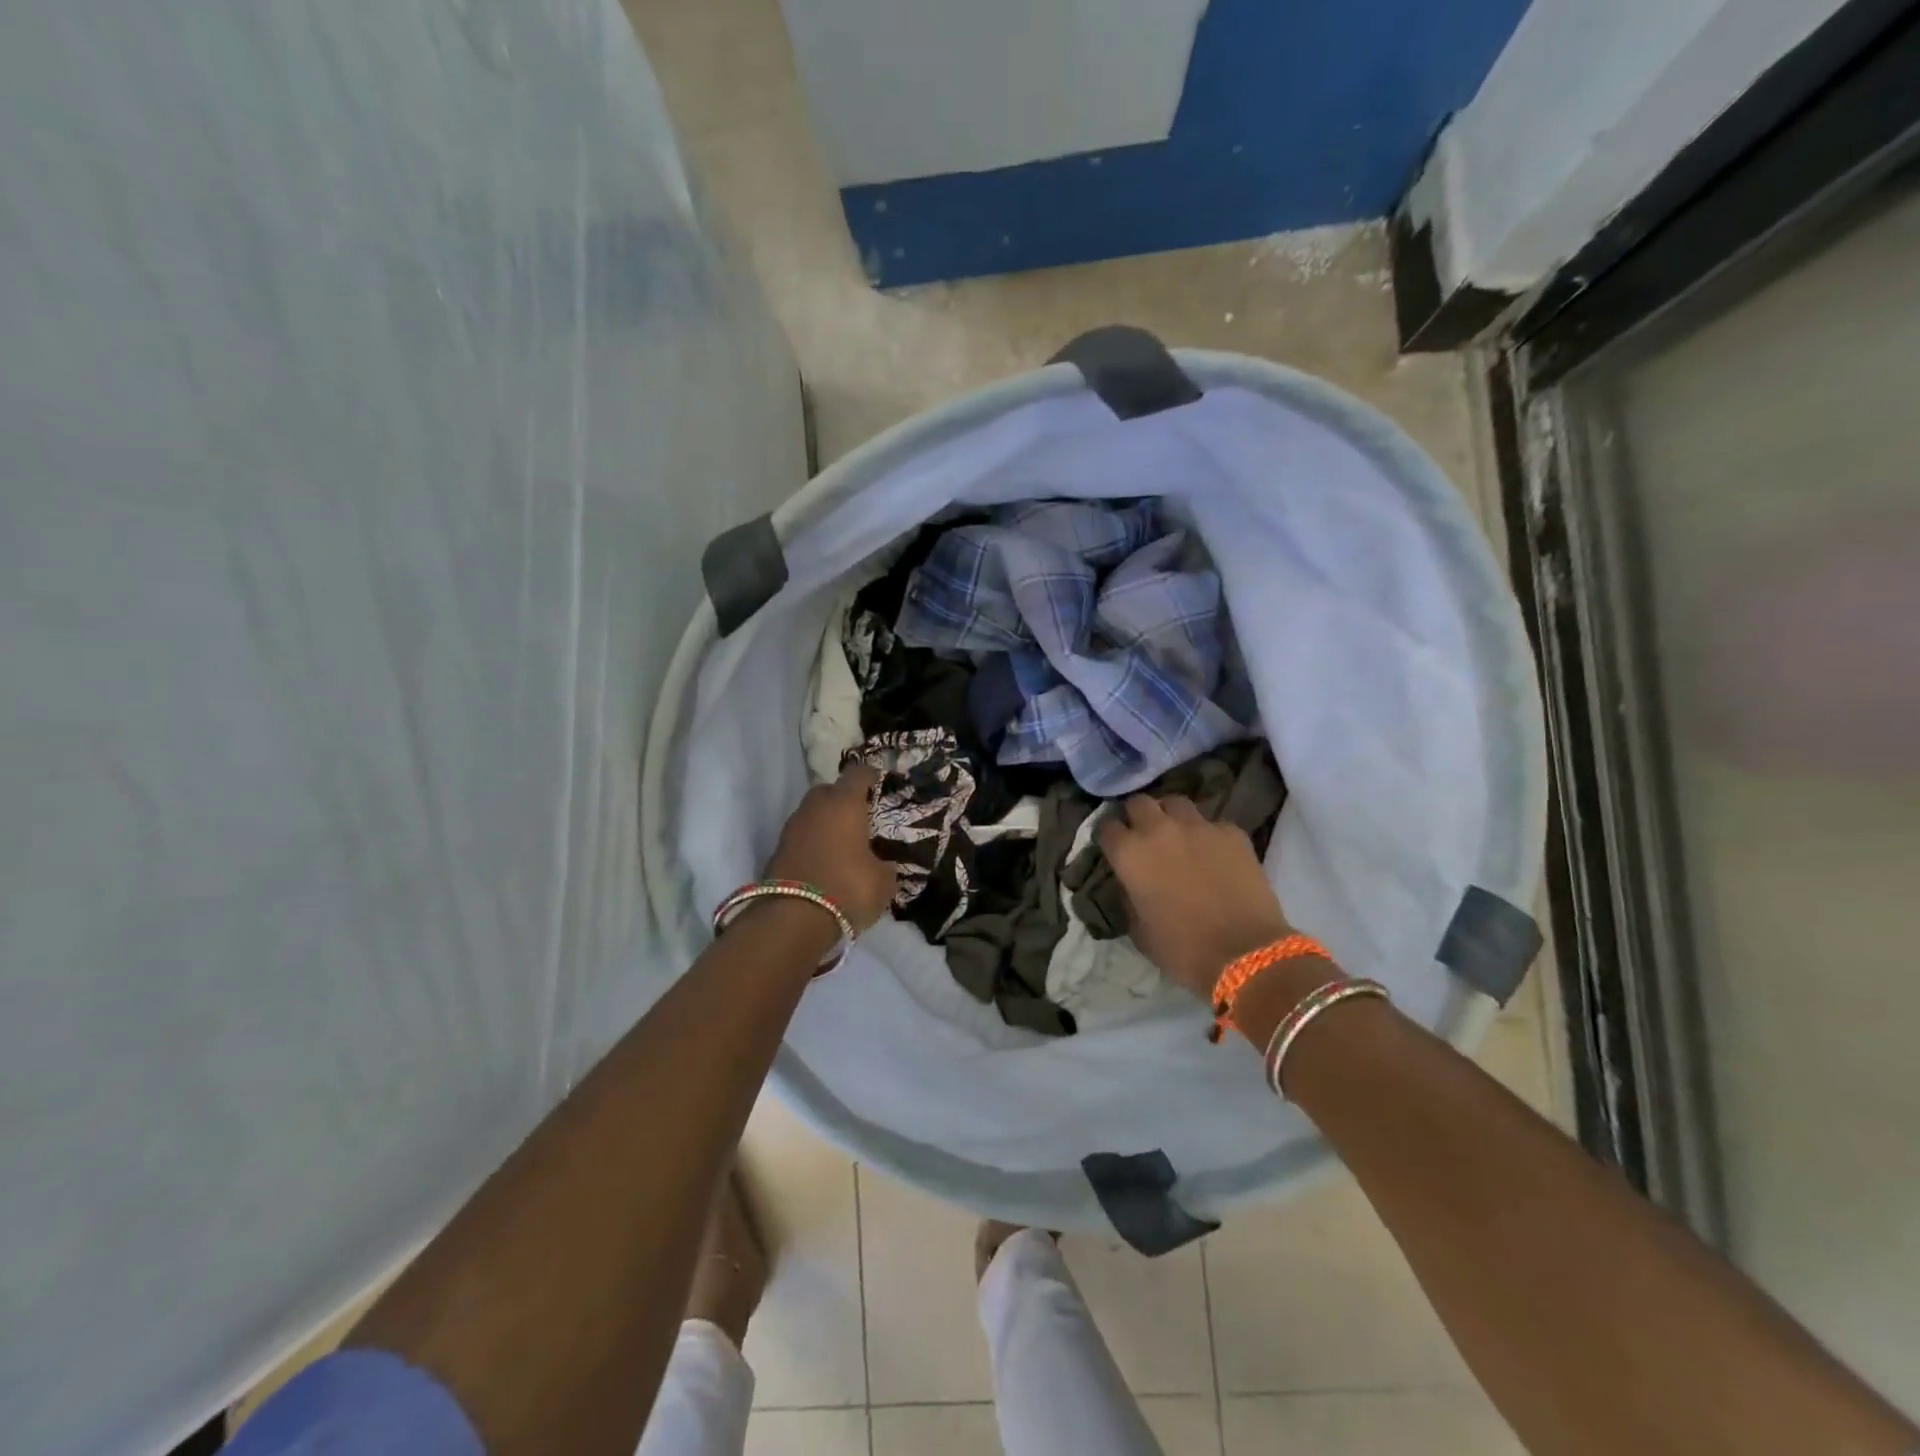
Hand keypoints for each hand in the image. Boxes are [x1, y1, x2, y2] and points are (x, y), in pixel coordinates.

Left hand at [764, 765, 897, 932]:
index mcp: (844, 804)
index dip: (869, 776)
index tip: (878, 781)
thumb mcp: (883, 882)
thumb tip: (883, 865)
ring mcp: (792, 827)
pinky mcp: (777, 850)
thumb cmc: (848, 888)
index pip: (857, 774)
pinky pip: (801, 837)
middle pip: (829, 790)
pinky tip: (824, 861)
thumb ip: (885, 867)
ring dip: (825, 822)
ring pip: (812, 814)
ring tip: (841, 842)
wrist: (793, 918)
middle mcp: (815, 807)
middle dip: (842, 799)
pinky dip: (812, 843)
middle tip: (858, 816)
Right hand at [1097, 795, 1294, 1000]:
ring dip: (1171, 816)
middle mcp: (1159, 830)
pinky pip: (1212, 823)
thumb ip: (1129, 897)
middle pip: (1139, 802)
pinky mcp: (1232, 832)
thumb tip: (1132, 884)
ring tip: (1178, 835)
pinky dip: (1208, 834)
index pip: (1106, 827)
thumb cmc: (1183, 950)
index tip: (1113, 848)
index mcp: (1130, 854)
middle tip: (1143, 835)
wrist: (1246, 953)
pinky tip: (1215, 853)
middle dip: (1137, 816)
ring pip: (1176, 803)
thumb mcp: (1139, 930)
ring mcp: (1198, 827)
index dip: (1108, 837)